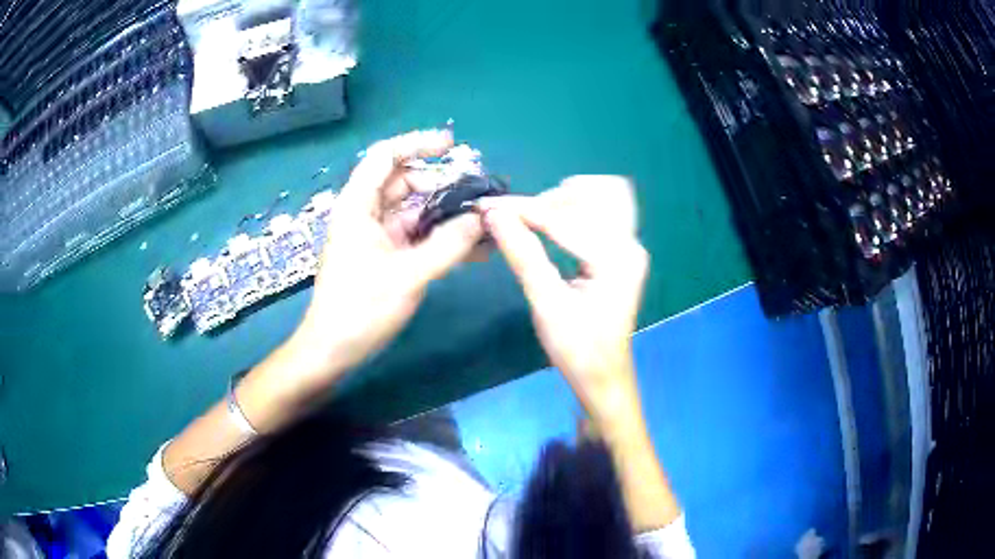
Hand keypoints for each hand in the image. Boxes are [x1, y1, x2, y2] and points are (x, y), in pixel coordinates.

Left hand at [287, 129, 485, 389]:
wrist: (333, 350)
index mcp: (358, 206)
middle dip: (444, 185)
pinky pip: (419, 237)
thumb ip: (448, 245)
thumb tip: (482, 219)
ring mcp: (378, 236)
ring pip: (417, 212)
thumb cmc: (360, 309)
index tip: (452, 145)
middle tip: (480, 197)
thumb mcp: (408, 275)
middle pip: (406, 183)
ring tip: (487, 223)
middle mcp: (367, 214)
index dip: (417, 144)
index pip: (385, 157)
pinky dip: (443, 238)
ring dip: (449, 215)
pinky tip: (476, 248)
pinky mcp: (387, 256)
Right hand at [480, 176, 648, 419]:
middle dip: (549, 200)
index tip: (486, 205)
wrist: (603, 376)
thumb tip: (493, 214)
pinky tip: (551, 227)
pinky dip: (573, 211)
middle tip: (515, 219)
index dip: (522, 209)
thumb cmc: (577, 349)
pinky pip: (601, 212)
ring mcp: (630, 245)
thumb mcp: (546, 304)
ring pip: (601, 196)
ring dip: (564, 200)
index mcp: (616, 259)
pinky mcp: (623, 251)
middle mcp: (630, 244)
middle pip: (592, 193)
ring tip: (534, 221)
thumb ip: (522, 254)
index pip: (565, 218)